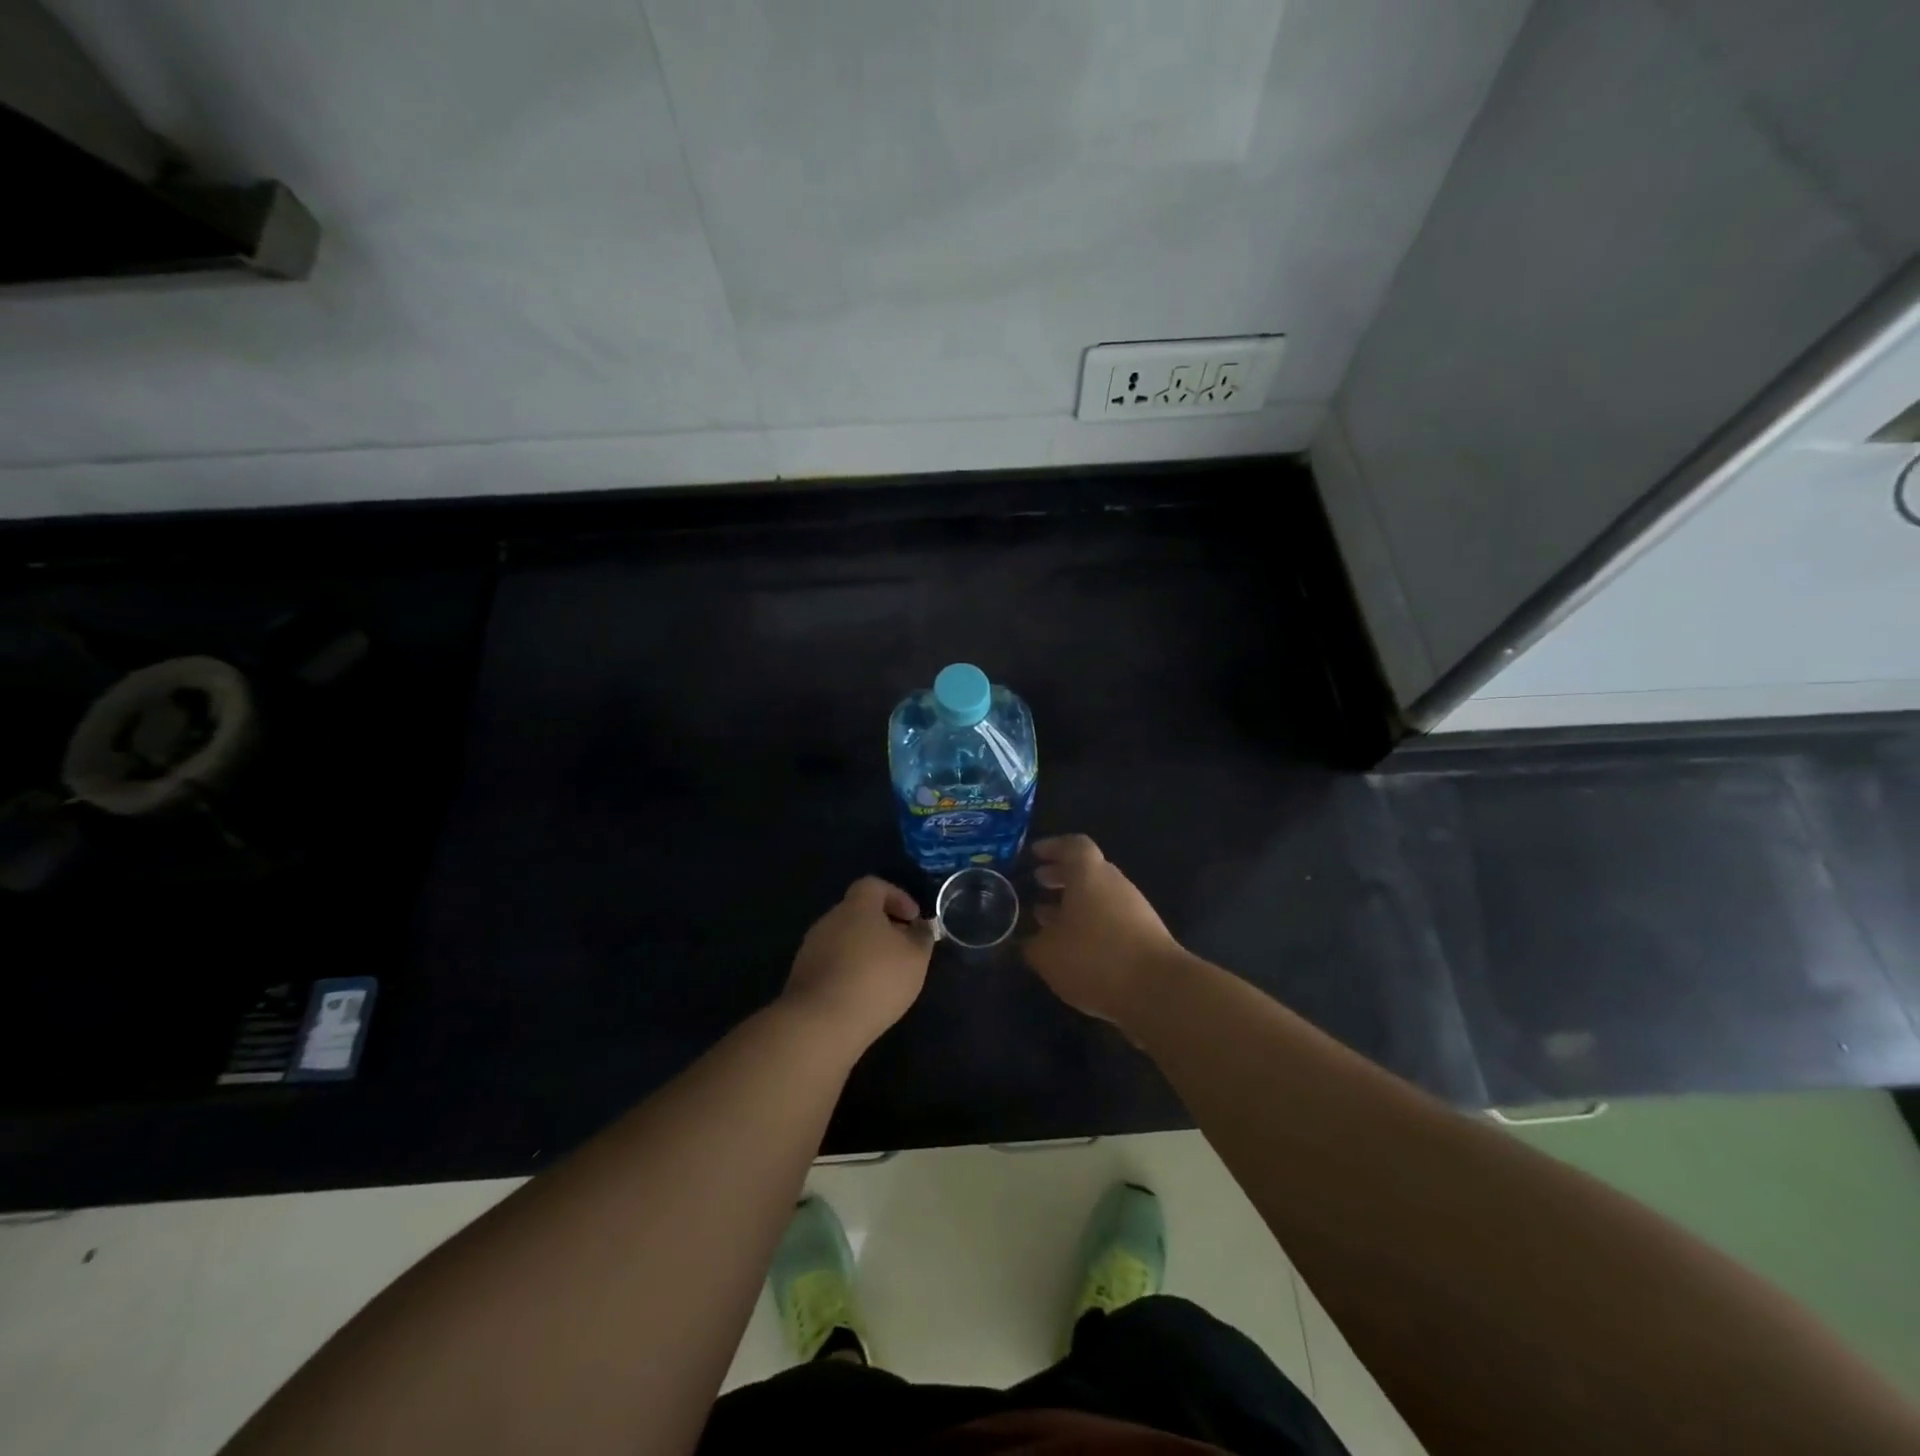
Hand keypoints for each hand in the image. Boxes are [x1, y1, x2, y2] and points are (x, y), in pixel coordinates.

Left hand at [783, 877, 933, 1051]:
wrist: (820, 1024)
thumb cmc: (875, 980)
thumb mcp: (915, 958)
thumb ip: (921, 937)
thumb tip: (919, 927)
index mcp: (856, 907)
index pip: (874, 886)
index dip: (897, 896)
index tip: (913, 918)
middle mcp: (829, 920)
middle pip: (858, 912)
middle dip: (882, 926)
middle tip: (903, 948)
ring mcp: (811, 948)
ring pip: (844, 939)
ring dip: (864, 950)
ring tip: (885, 976)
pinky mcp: (802, 977)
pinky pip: (831, 963)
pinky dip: (849, 971)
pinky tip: (862, 994)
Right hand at [1026, 834, 1183, 1026]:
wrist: (1158, 990)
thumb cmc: (1095, 958)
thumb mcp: (1047, 954)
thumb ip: (1032, 943)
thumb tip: (1027, 941)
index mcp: (1089, 874)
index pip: (1074, 845)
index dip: (1053, 847)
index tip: (1034, 854)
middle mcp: (1114, 883)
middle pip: (1088, 869)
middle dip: (1061, 875)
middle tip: (1038, 883)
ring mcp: (1135, 908)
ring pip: (1099, 895)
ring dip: (1075, 903)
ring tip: (1050, 920)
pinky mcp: (1146, 934)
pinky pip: (1112, 918)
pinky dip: (1091, 923)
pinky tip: (1076, 947)